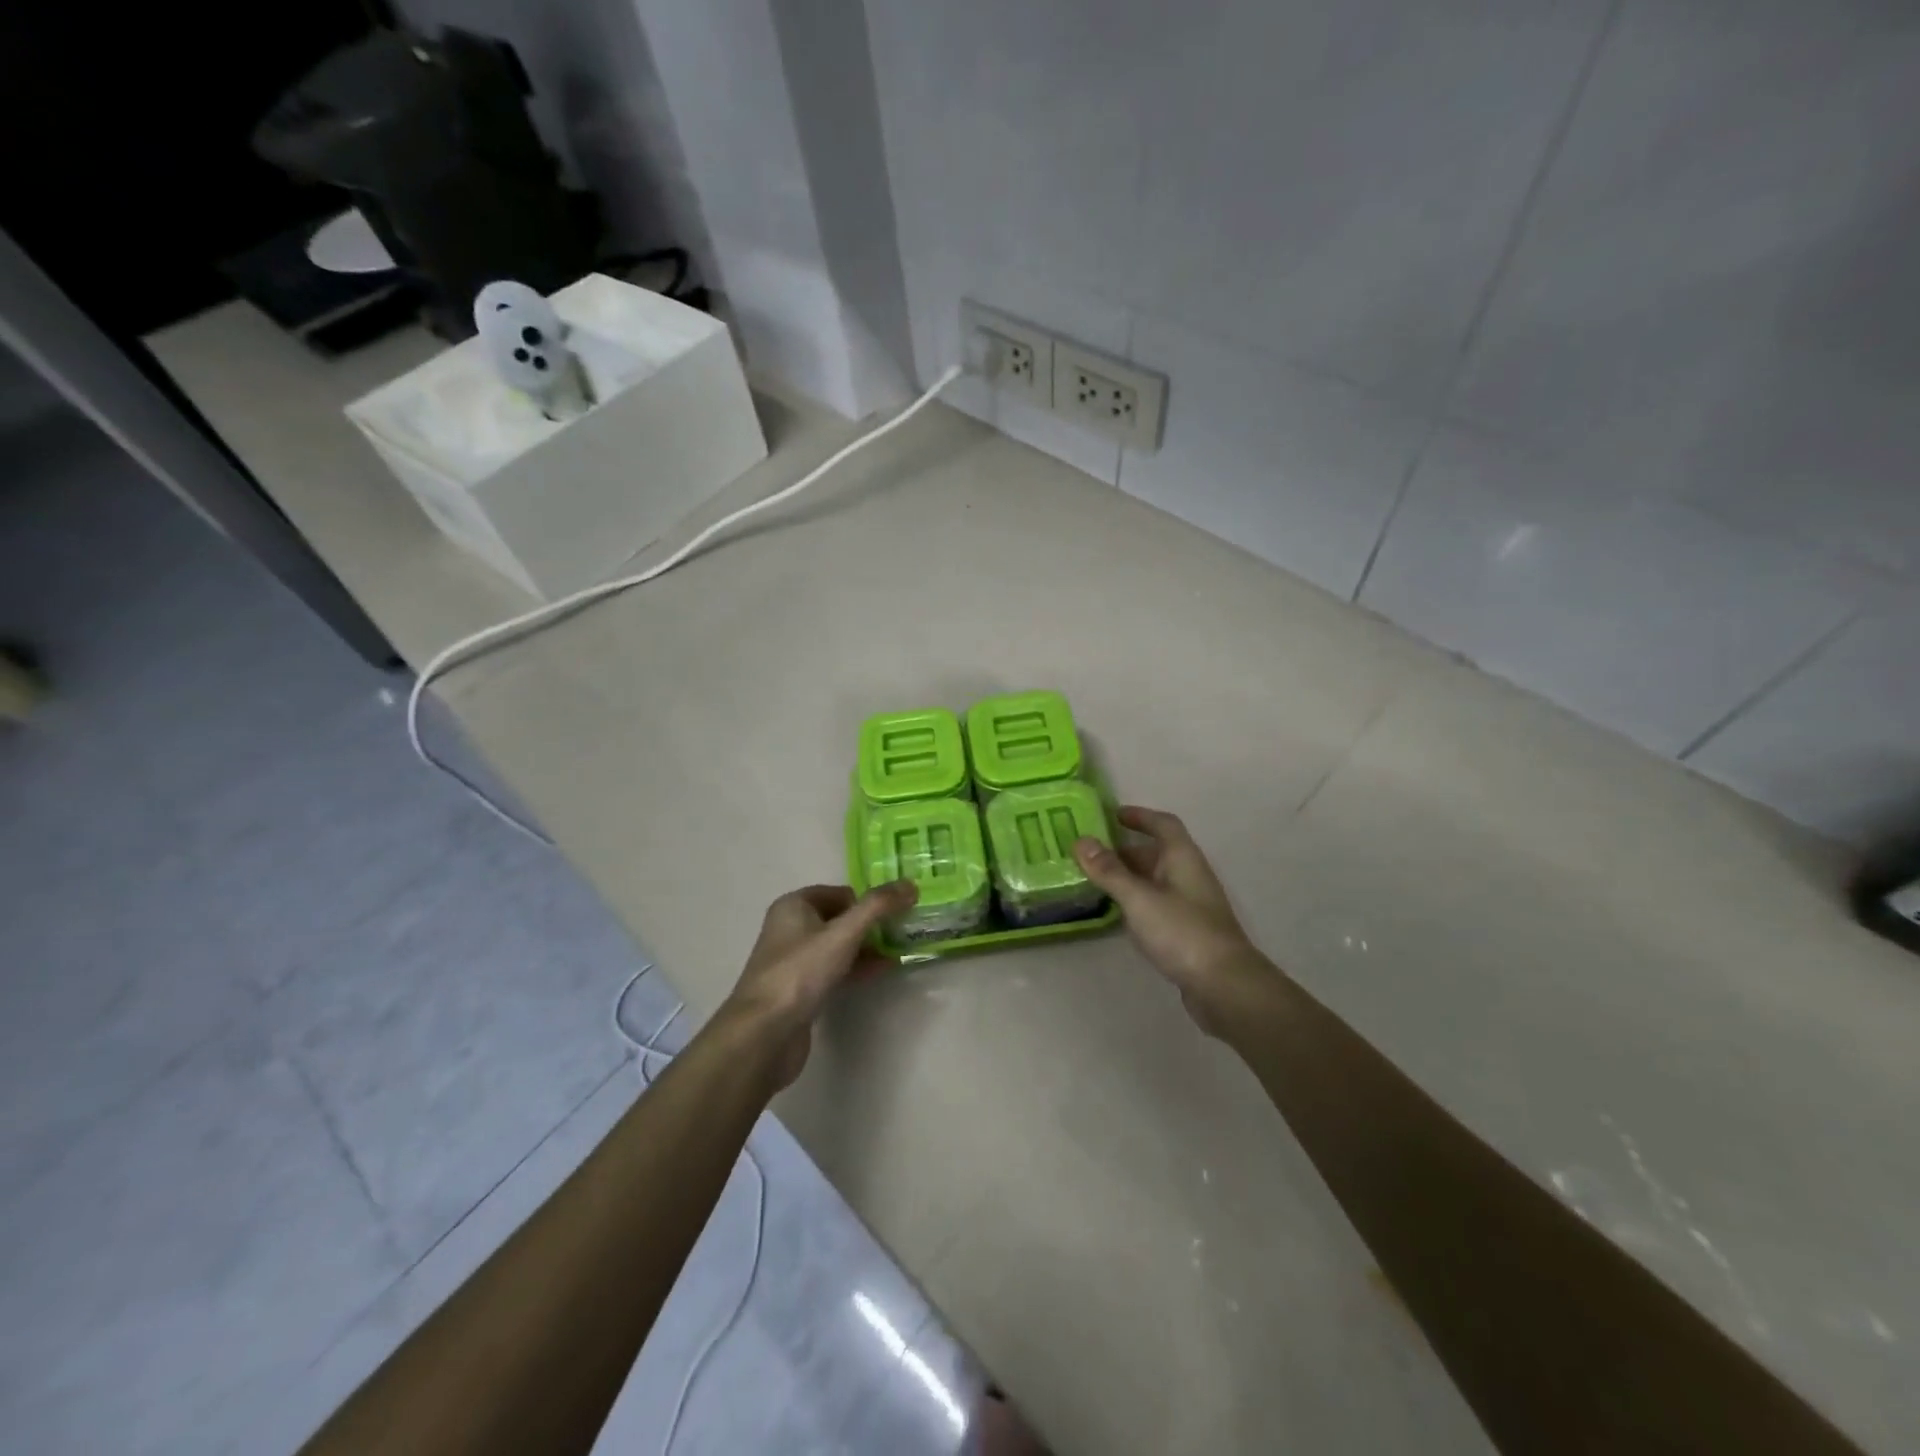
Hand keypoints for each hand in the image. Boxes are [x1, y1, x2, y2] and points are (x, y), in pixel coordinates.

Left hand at [721, 881, 915, 1088]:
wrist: (764, 1033)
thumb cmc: (801, 972)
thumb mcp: (843, 933)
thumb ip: (877, 907)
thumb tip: (910, 884)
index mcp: (794, 906)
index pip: (839, 892)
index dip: (867, 900)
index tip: (897, 911)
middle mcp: (790, 928)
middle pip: (839, 918)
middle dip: (870, 924)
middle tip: (903, 930)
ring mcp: (794, 961)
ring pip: (838, 945)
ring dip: (866, 947)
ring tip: (899, 950)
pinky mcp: (799, 990)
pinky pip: (834, 970)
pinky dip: (856, 968)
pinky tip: (881, 971)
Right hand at [1074, 806, 1265, 1036]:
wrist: (1224, 986)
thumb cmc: (1182, 932)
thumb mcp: (1139, 898)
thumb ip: (1109, 871)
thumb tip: (1081, 840)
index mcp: (1182, 858)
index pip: (1163, 824)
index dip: (1139, 816)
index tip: (1111, 815)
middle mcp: (1188, 875)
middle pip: (1155, 853)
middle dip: (1123, 850)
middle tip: (1088, 853)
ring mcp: (1189, 905)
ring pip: (1154, 881)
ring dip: (1127, 878)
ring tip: (1093, 881)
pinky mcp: (1186, 932)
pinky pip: (1155, 905)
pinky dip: (1135, 902)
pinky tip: (1116, 914)